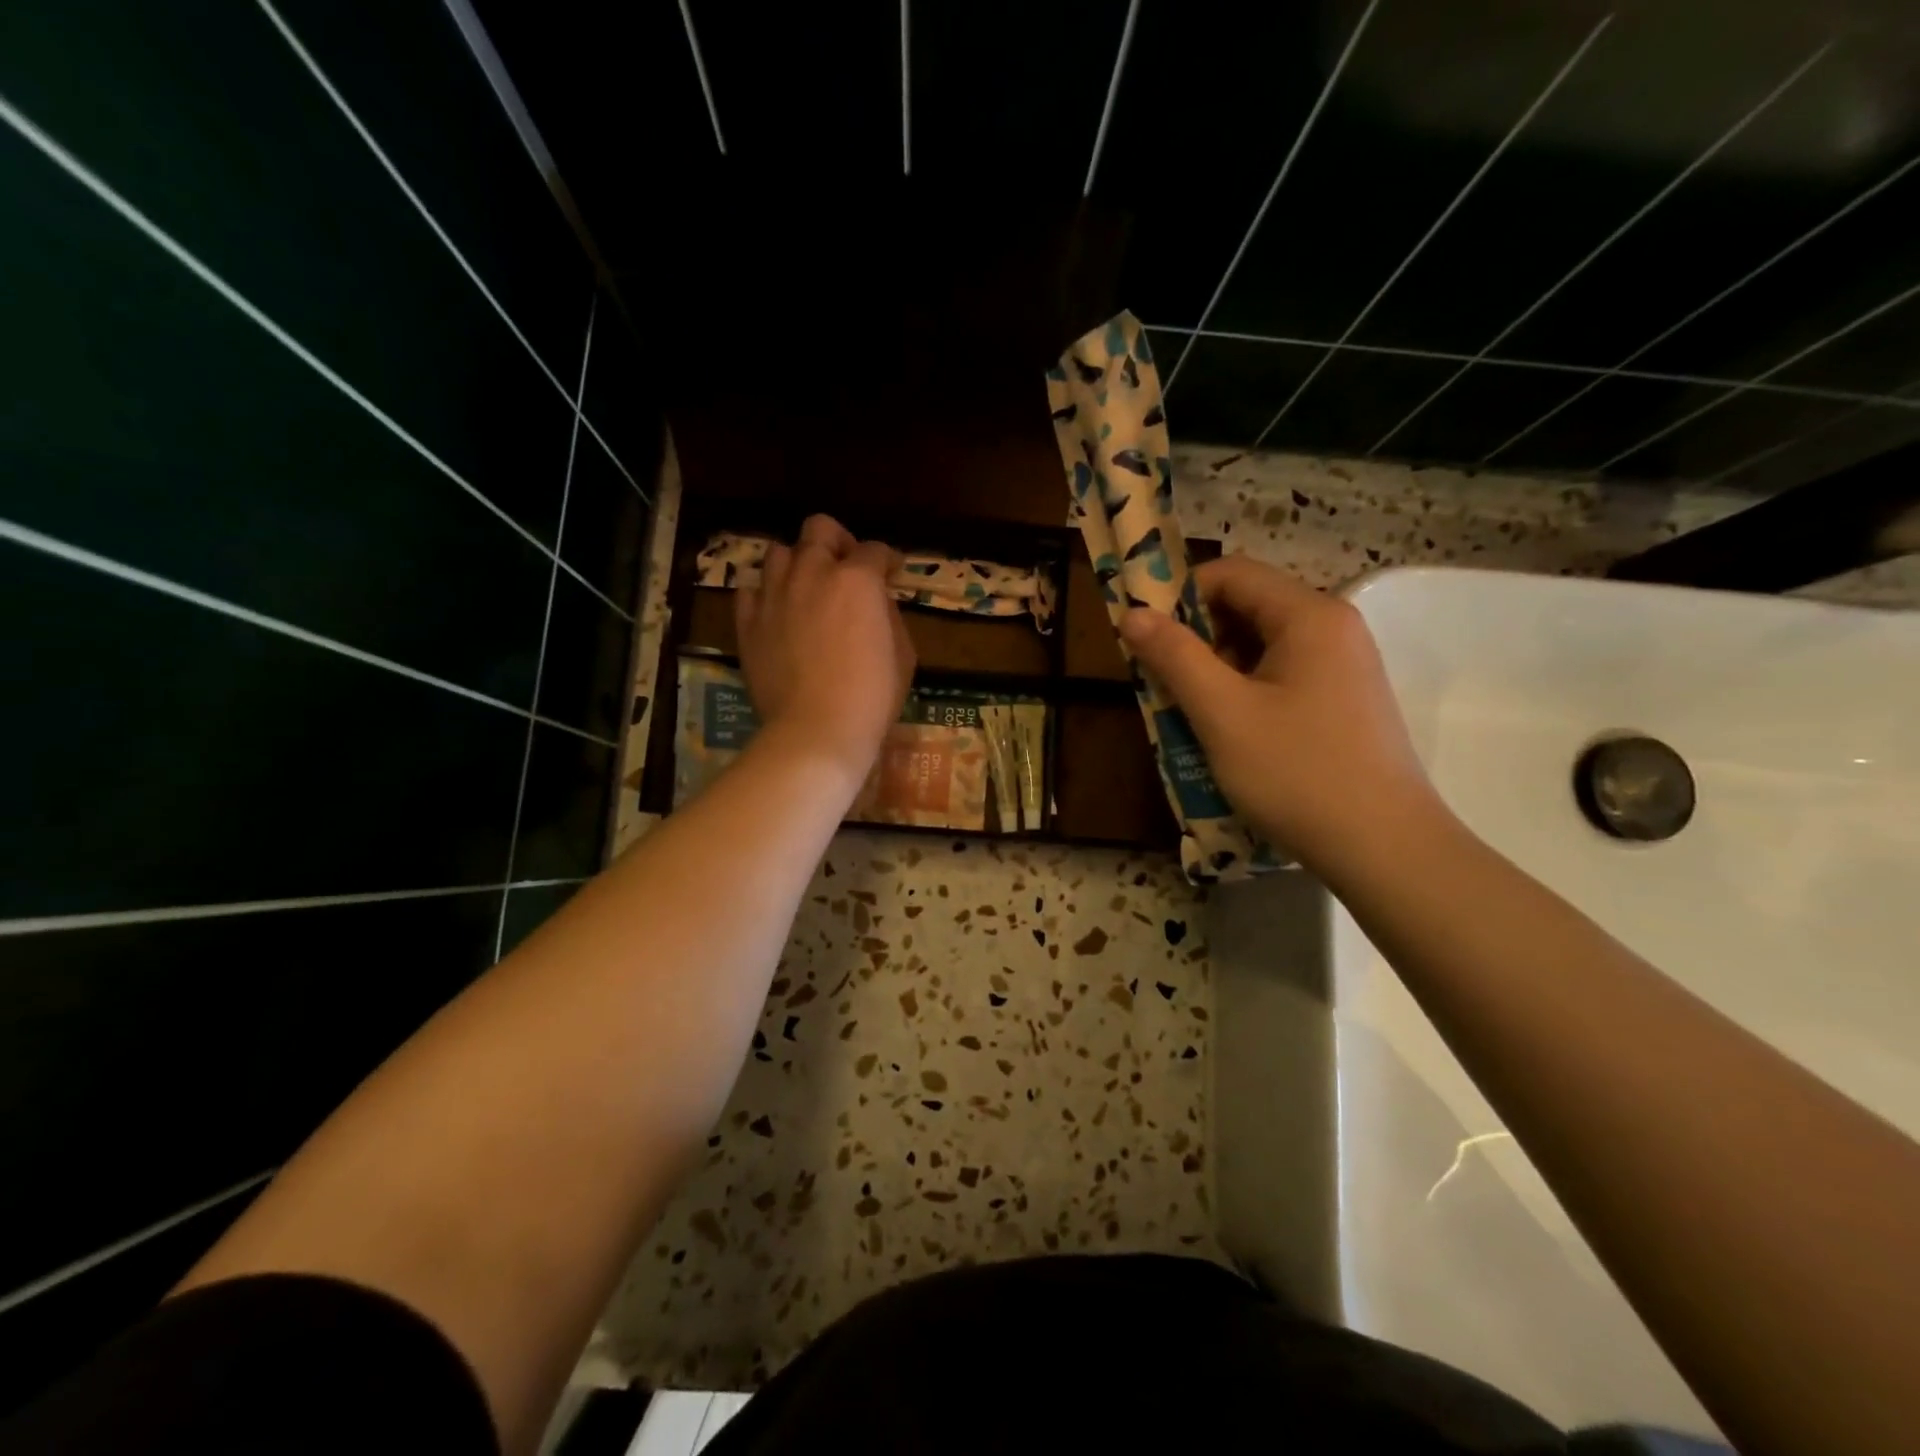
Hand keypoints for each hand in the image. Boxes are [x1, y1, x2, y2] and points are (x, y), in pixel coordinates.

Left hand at [736, 514, 914, 790]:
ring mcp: (774, 595)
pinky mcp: (747, 623)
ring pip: (779, 552)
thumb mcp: (903, 653)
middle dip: (838, 541)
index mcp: (857, 579)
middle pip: (819, 529)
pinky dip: (765, 594)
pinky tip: (778, 611)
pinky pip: (749, 590)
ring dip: (798, 562)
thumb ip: (888, 614)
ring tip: (808, 587)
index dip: (886, 559)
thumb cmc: (872, 696)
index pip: (874, 550)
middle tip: (846, 567)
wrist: (817, 730)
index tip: (891, 571)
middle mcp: (812, 573)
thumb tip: (876, 601)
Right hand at [1119, 555, 1440, 869]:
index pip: (1232, 574)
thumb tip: (1132, 613)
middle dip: (1196, 638)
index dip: (1179, 596)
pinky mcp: (1344, 701)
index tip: (1145, 637)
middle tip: (1162, 683)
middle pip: (1248, 607)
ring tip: (1189, 714)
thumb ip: (1174, 657)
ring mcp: (1344, 666)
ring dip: (1216, 670)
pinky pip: (1282, 676)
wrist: (1385, 849)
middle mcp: (1333, 628)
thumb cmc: (1297, 773)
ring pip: (1262, 646)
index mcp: (1309, 616)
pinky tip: (1228, 733)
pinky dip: (1245, 692)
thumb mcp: (1222, 713)